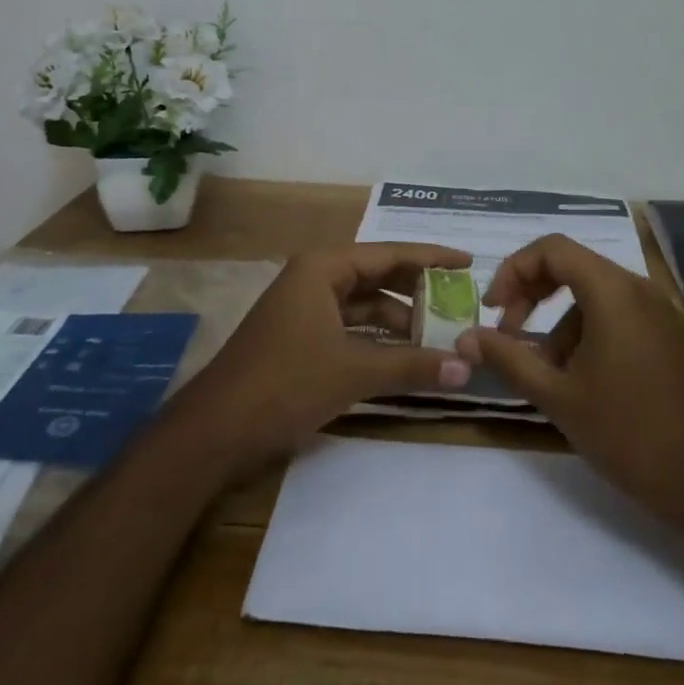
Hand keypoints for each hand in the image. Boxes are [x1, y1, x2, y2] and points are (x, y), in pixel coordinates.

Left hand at [172, 244, 474, 473]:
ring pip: (364, 304)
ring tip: (441, 335)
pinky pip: (350, 326)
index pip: (390, 253)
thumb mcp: (353, 371)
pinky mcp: (300, 337)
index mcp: (323, 268)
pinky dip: (377, 338)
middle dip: (418, 290)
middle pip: (378, 275)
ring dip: (399, 319)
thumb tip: (466, 367)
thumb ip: (411, 365)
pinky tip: (405, 355)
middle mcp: (314, 278)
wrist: (215, 431)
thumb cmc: (285, 384)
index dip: (432, 257)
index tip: (468, 261)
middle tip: (460, 301)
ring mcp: (305, 308)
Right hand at [458, 234, 683, 534]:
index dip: (514, 270)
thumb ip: (508, 358)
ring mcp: (665, 311)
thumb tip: (466, 338)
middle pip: (575, 267)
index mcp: (613, 291)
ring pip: (599, 295)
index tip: (494, 309)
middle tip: (510, 332)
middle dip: (534, 294)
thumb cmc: (629, 434)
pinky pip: (625, 314)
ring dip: (563, 321)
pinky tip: (588, 378)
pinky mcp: (678, 335)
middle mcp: (642, 288)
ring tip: (550, 371)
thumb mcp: (558, 397)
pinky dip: (594, 330)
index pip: (552, 249)